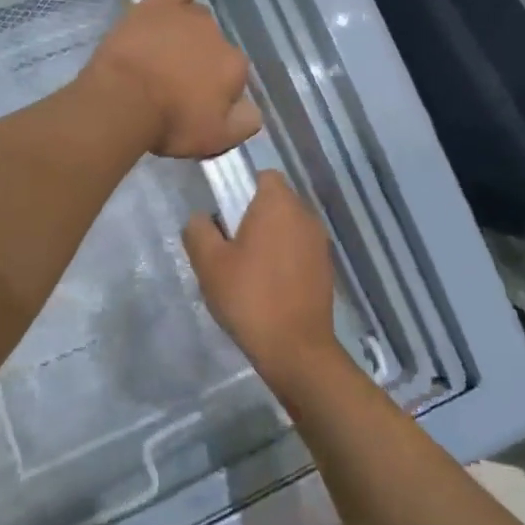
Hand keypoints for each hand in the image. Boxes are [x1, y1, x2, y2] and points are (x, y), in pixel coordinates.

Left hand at [84, 0, 261, 159]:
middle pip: (215, 45)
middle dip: (201, 60)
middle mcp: (218, 35)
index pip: (234, 74)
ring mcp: (188, 16)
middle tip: (175, 80)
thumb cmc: (169, 123)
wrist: (122, 100)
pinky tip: (164, 12)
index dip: (216, 89)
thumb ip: (244, 123)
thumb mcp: (215, 139)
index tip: (196, 102)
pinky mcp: (158, 4)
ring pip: (197, 18)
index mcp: (235, 66)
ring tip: (163, 51)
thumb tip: (252, 109)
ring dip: (187, 32)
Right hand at [184, 170, 338, 386]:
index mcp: (279, 204)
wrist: (295, 348)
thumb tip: (202, 218)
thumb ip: (198, 230)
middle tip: (228, 246)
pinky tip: (267, 287)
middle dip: (252, 216)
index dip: (241, 188)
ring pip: (287, 227)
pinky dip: (284, 259)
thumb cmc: (249, 296)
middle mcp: (305, 216)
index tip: (225, 214)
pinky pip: (298, 250)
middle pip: (275, 201)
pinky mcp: (326, 269)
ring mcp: (320, 243)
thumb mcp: (209, 263)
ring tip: (246, 270)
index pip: (263, 175)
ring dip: (269, 239)